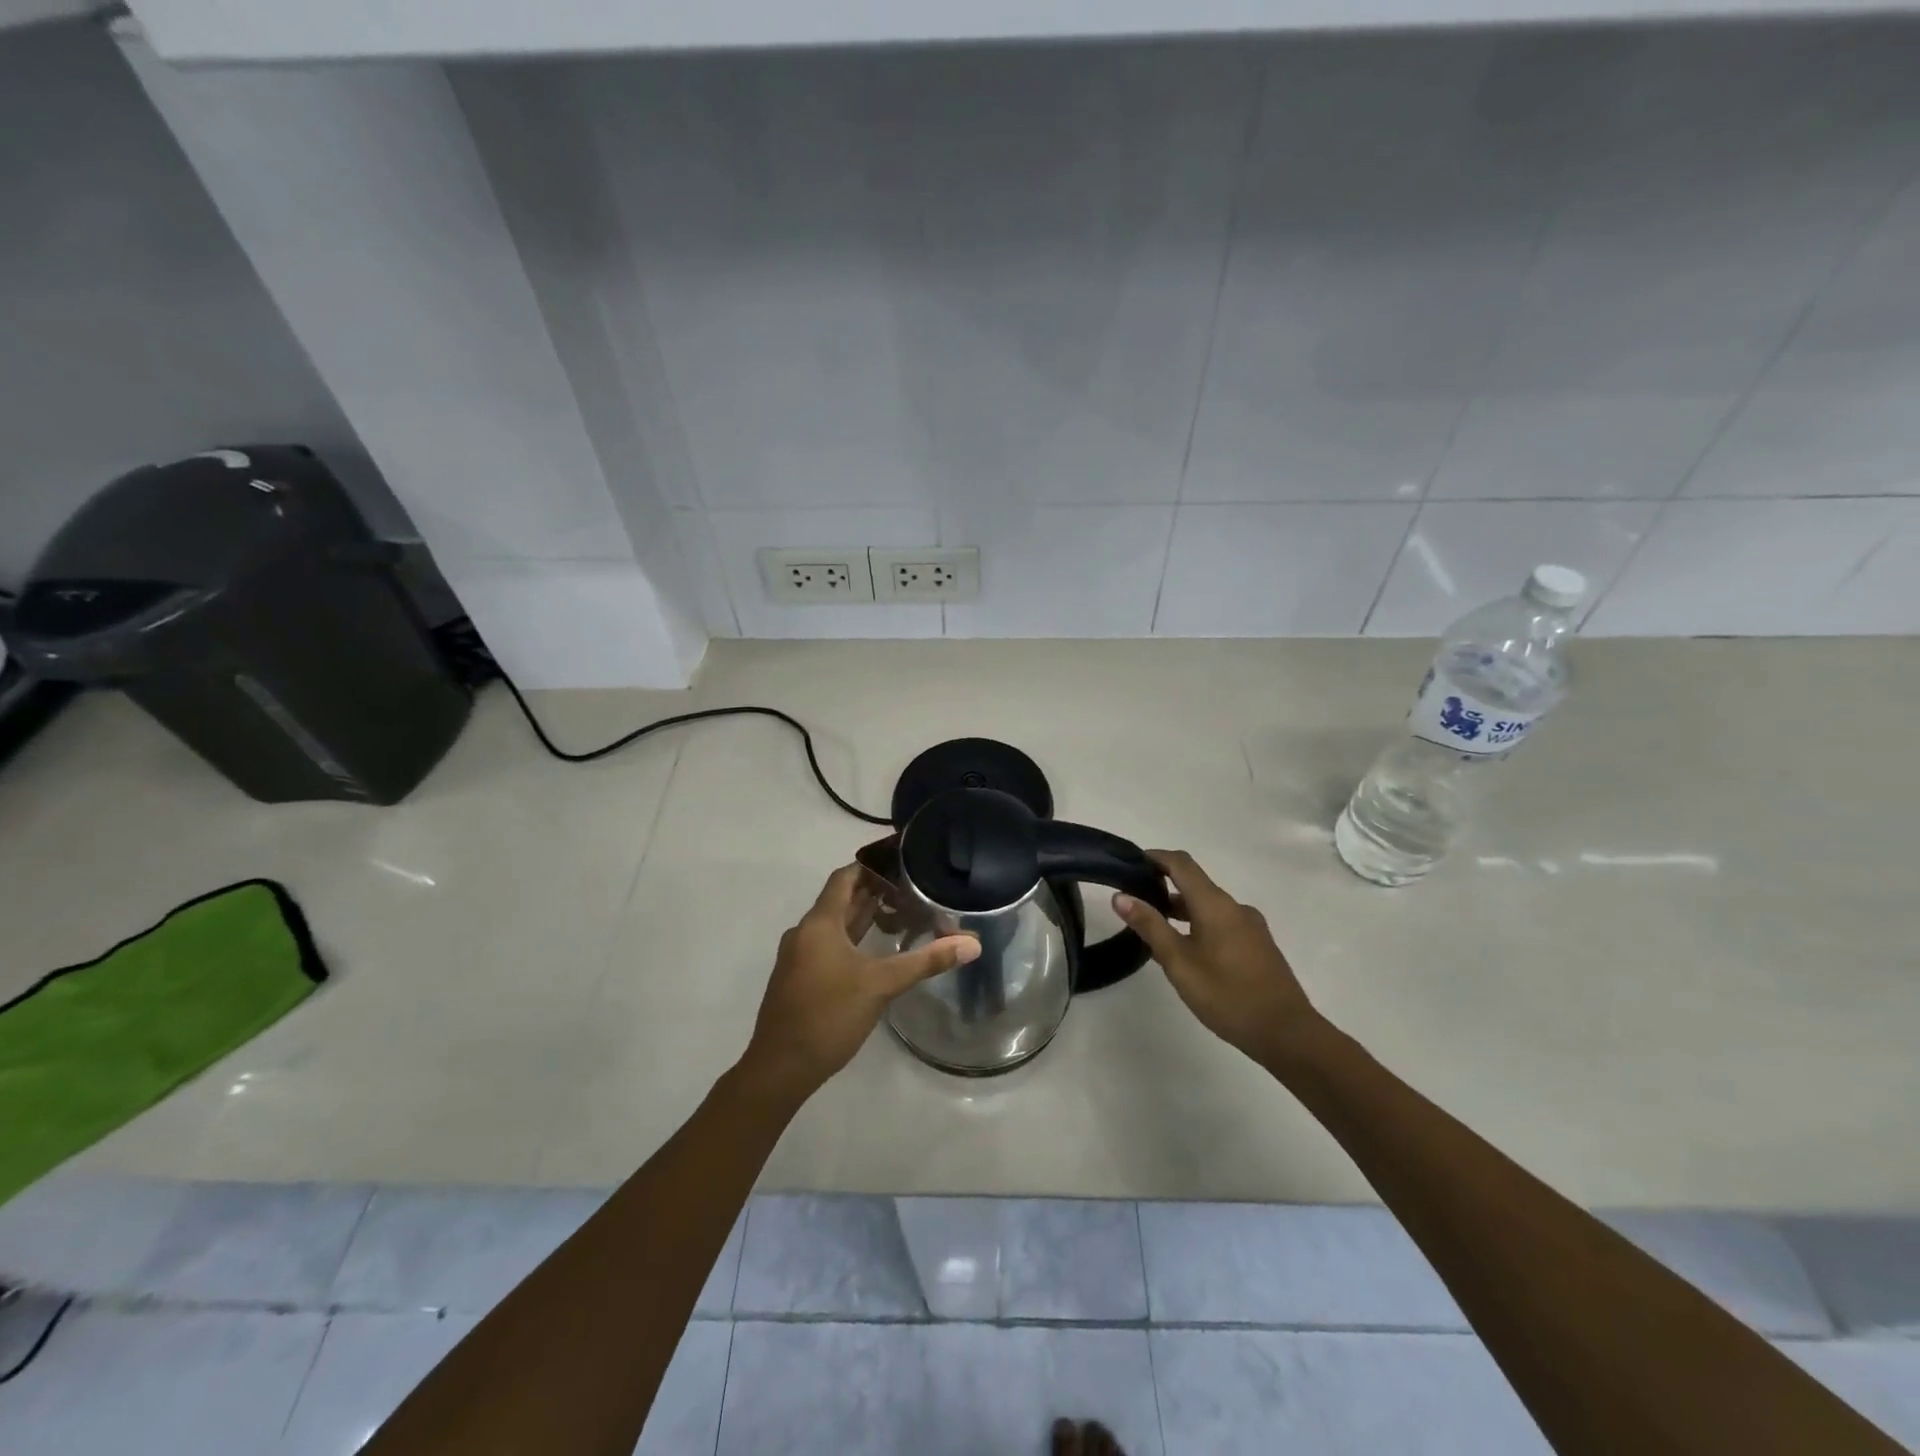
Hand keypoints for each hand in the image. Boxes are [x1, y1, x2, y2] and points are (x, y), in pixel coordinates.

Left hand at [740, 864, 979, 1102]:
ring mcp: (798, 957)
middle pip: (840, 900)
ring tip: (900, 913)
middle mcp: (805, 933)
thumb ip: (926, 962)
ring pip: (834, 925)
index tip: (900, 860)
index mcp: (819, 924)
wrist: (779, 1068)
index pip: (844, 878)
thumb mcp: (881, 985)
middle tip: (910, 886)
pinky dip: (851, 939)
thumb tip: (972, 944)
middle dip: (873, 891)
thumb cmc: (829, 1016)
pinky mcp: (799, 978)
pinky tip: (875, 950)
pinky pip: (827, 945)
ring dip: (862, 916)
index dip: (870, 866)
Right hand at [1113, 850, 1320, 1067]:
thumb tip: (1120, 896)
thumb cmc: (1227, 995)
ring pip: (1208, 905)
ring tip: (1155, 929)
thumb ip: (1150, 926)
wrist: (1287, 1033)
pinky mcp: (1258, 945)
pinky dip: (1198, 924)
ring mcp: (1250, 926)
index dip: (1155, 857)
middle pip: (1195, 883)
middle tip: (1134, 902)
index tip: (1130, 863)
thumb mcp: (1179, 963)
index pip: (1182, 864)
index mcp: (1215, 904)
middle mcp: (1235, 907)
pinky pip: (1222, 922)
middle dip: (1164, 885)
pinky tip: (1186, 950)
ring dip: (1180, 908)